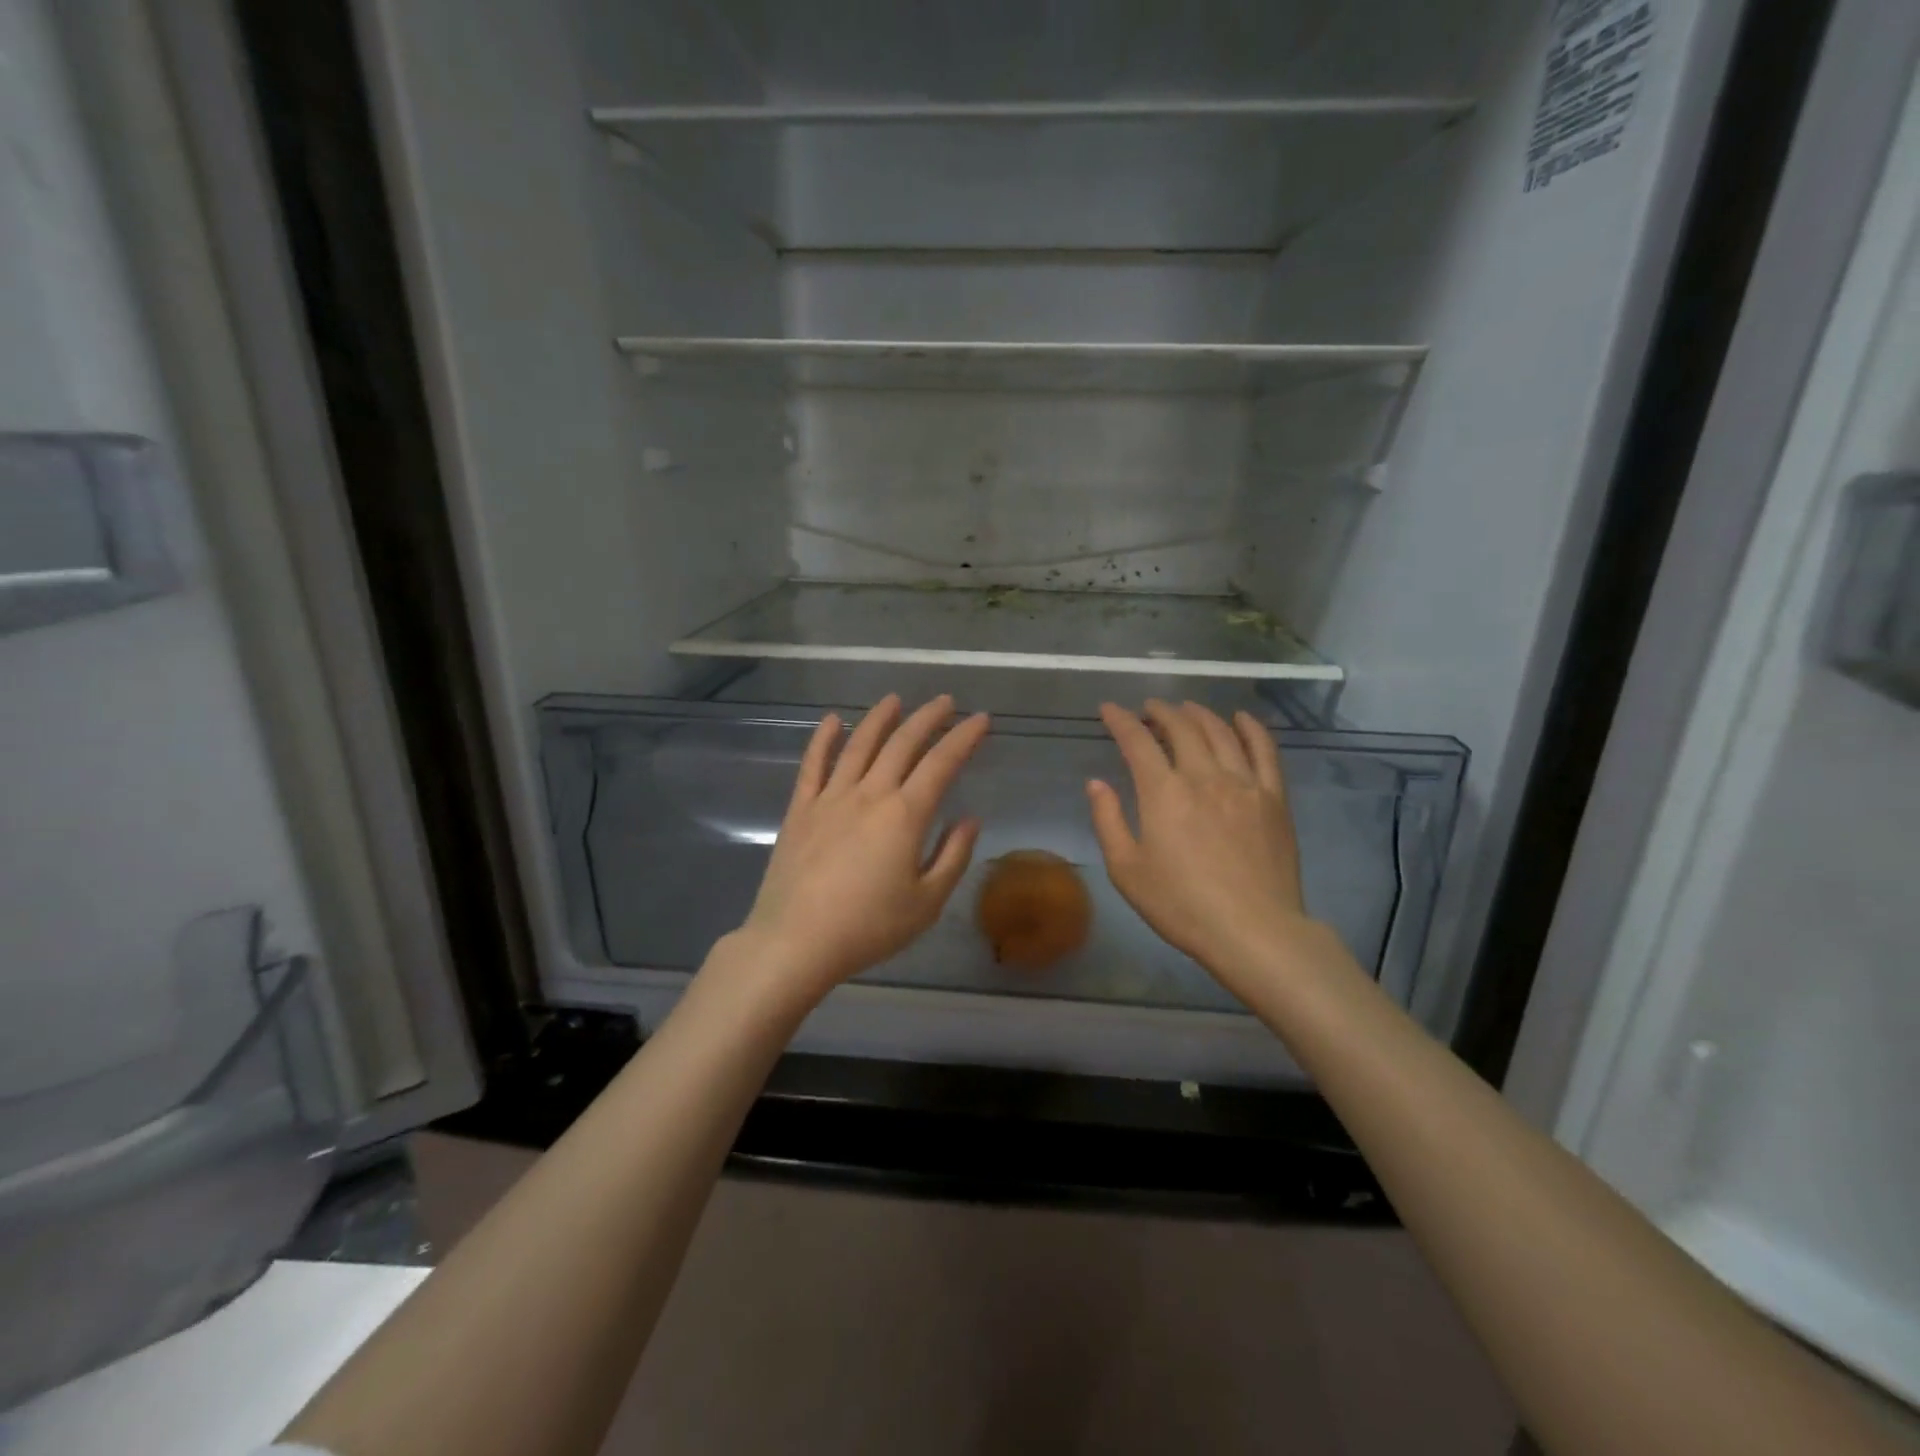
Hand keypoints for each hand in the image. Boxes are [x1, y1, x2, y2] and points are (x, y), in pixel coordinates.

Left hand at [733, 694, 988, 1005]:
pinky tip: (832, 721)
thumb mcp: (926, 902)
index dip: (963, 738)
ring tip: (895, 700)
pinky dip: (823, 739)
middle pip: (902, 744)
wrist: (796, 942)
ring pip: (859, 745)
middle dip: (927, 718)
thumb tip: (968, 819)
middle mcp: (869, 794)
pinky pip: (812, 765)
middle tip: (945, 702)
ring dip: (879, 719)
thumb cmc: (868, 927)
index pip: (941, 764)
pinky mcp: (800, 810)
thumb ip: (952, 856)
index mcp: (905, 815)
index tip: (981, 720)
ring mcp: (830, 798)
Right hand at [1088, 700, 1343, 989]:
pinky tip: (1241, 718)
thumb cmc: (1181, 905)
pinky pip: (1265, 750)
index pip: (1138, 741)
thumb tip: (1096, 783)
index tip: (1108, 709)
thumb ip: (1108, 820)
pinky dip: (1251, 727)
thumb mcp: (1127, 870)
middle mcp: (1204, 776)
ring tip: (1186, 708)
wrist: (1253, 931)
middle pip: (1181, 727)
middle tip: (1148, 709)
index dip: (1120, 720)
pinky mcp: (1274, 798)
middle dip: (1160, 711)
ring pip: (1221, 731)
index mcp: (1163, 792)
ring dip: (1199, 713)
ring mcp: (1244, 783)